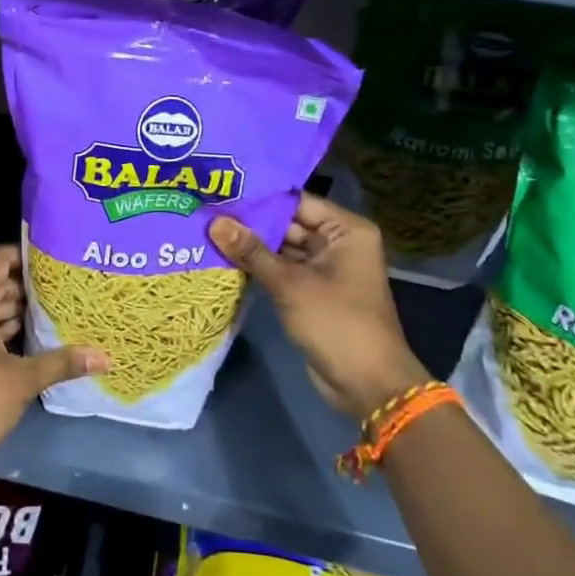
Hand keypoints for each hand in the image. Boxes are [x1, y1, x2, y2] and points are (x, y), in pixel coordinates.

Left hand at [0, 245, 107, 458]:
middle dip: (25, 286)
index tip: (51, 258)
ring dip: (14, 309)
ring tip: (51, 311)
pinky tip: (30, 337)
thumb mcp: (24, 379)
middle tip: (61, 287)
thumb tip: (104, 357)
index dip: (23, 255)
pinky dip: (0, 328)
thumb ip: (62, 362)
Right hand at [208, 196, 427, 422]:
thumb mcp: (291, 284)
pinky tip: (224, 259)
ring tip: (208, 230)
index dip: (260, 198)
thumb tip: (214, 222)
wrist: (367, 385)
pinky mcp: (313, 292)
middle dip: (251, 223)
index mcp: (346, 231)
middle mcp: (338, 244)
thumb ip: (251, 251)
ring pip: (283, 248)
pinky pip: (283, 271)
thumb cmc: (337, 323)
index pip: (298, 202)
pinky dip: (259, 268)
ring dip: (251, 246)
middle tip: (207, 211)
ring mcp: (326, 270)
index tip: (222, 190)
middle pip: (289, 224)